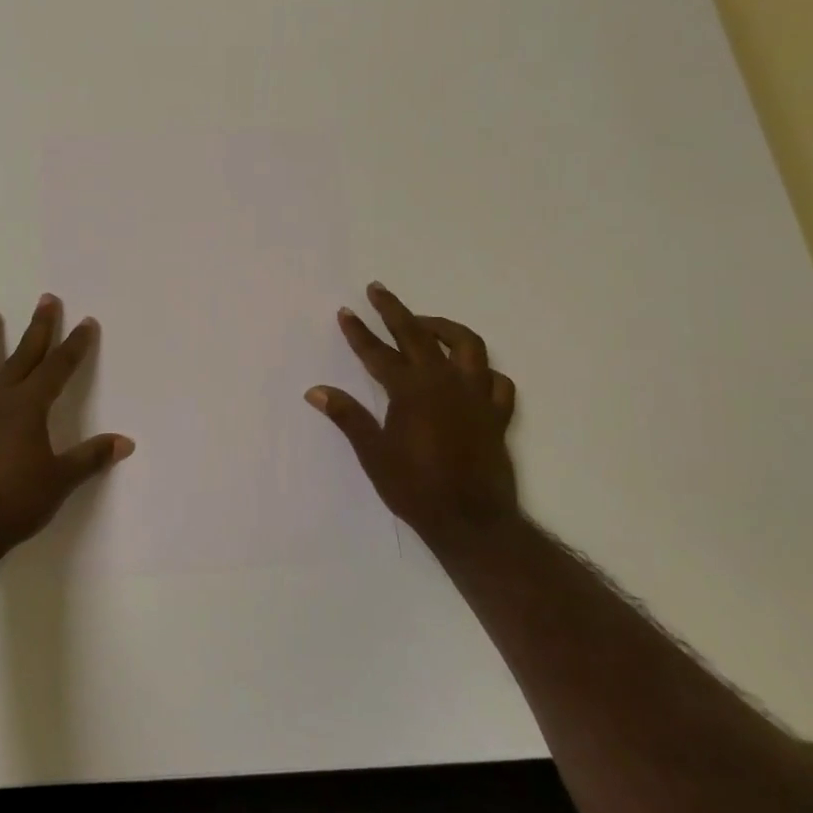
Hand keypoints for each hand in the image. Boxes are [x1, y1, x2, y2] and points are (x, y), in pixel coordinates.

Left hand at [0, 295, 133, 559]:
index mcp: (28, 407)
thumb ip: (90, 458)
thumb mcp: (60, 481)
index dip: (75, 345)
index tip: (86, 322)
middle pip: (21, 356)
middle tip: (46, 299)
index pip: (58, 368)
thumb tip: (126, 442)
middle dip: (38, 328)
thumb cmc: (14, 503)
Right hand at [305, 283, 519, 547]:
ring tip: (425, 324)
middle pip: (418, 334)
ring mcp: (475, 396)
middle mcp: (444, 383)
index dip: (359, 332)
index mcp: (411, 391)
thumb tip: (315, 390)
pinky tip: (471, 373)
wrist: (472, 522)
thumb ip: (347, 417)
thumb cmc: (416, 489)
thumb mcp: (373, 454)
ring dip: (444, 328)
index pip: (378, 353)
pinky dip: (483, 370)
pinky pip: (497, 381)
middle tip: (377, 290)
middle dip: (394, 310)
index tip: (346, 311)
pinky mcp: (497, 414)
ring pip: (466, 345)